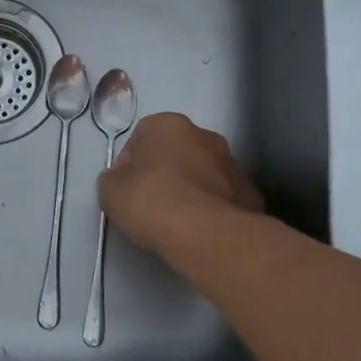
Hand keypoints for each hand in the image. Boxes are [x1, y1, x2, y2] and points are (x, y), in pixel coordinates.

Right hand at [97, 113, 263, 259]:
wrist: (206, 235)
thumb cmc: (152, 201)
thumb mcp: (110, 190)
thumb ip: (113, 178)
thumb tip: (123, 181)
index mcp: (170, 125)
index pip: (141, 135)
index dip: (128, 162)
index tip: (125, 188)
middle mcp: (205, 135)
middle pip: (176, 151)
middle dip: (163, 172)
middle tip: (150, 203)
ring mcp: (232, 164)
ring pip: (202, 173)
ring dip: (190, 189)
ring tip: (177, 221)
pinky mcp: (250, 194)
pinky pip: (222, 197)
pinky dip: (211, 209)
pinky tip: (200, 231)